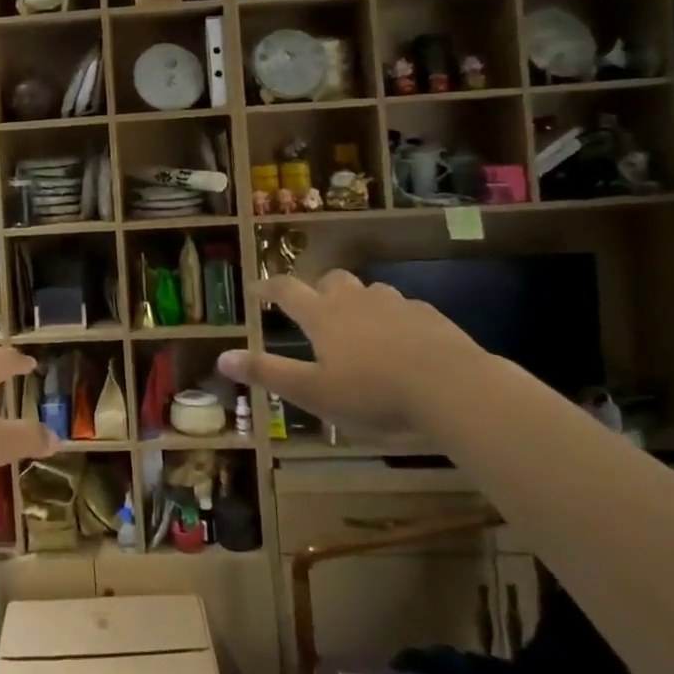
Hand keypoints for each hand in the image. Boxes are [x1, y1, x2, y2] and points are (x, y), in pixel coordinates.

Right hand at [218, 272, 481, 431]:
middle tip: (316, 310)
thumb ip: (268, 373)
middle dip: (319, 289)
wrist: (451, 387)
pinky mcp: (429, 316)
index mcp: (323, 316)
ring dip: (359, 302)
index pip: (287, 290)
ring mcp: (395, 304)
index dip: (269, 287)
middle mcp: (355, 299)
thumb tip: (222, 358)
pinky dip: (395, 319)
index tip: (256, 289)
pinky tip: (404, 343)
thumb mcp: (314, 392)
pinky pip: (404, 309)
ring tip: (361, 329)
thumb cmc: (374, 393)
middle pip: (331, 280)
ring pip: (369, 291)